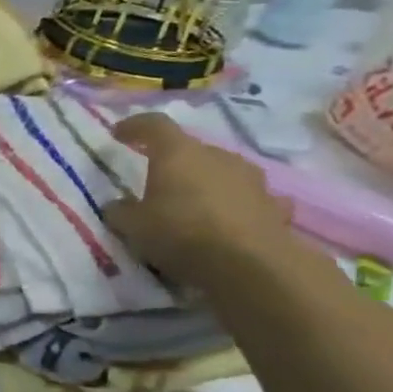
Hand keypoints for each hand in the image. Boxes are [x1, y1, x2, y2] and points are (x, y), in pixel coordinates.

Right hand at [103, 113, 301, 288]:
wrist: (249, 266)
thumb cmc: (181, 234)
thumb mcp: (133, 226)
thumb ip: (121, 211)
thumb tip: (118, 205)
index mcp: (178, 154)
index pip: (154, 125)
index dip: (135, 126)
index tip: (118, 134)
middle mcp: (217, 157)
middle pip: (191, 149)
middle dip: (173, 162)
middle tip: (156, 181)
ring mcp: (251, 180)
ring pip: (222, 171)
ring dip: (206, 181)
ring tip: (193, 203)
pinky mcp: (274, 205)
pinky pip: (249, 197)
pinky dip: (237, 204)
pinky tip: (231, 219)